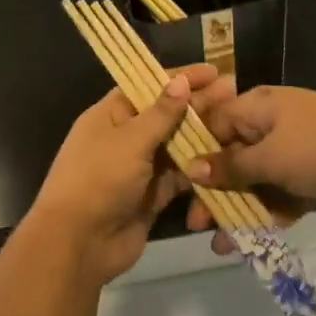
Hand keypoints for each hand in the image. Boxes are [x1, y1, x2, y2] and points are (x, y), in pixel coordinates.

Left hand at [28, 64, 221, 283]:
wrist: (79, 244)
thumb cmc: (98, 180)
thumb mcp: (130, 140)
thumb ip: (161, 113)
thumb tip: (181, 80)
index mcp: (111, 115)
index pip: (148, 87)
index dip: (179, 78)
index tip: (212, 71)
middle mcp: (125, 137)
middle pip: (166, 115)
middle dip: (198, 105)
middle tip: (234, 93)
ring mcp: (140, 168)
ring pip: (176, 146)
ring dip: (203, 136)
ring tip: (237, 124)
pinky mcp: (152, 196)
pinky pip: (180, 177)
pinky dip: (199, 170)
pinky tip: (227, 159)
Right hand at [182, 83, 315, 254]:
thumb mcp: (269, 157)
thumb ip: (230, 166)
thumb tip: (192, 167)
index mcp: (258, 107)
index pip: (215, 125)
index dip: (196, 154)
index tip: (179, 185)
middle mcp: (273, 124)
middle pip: (234, 157)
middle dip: (216, 191)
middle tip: (197, 224)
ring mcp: (296, 150)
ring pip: (258, 181)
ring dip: (240, 210)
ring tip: (222, 245)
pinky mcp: (314, 175)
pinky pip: (282, 194)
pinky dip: (269, 214)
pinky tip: (253, 242)